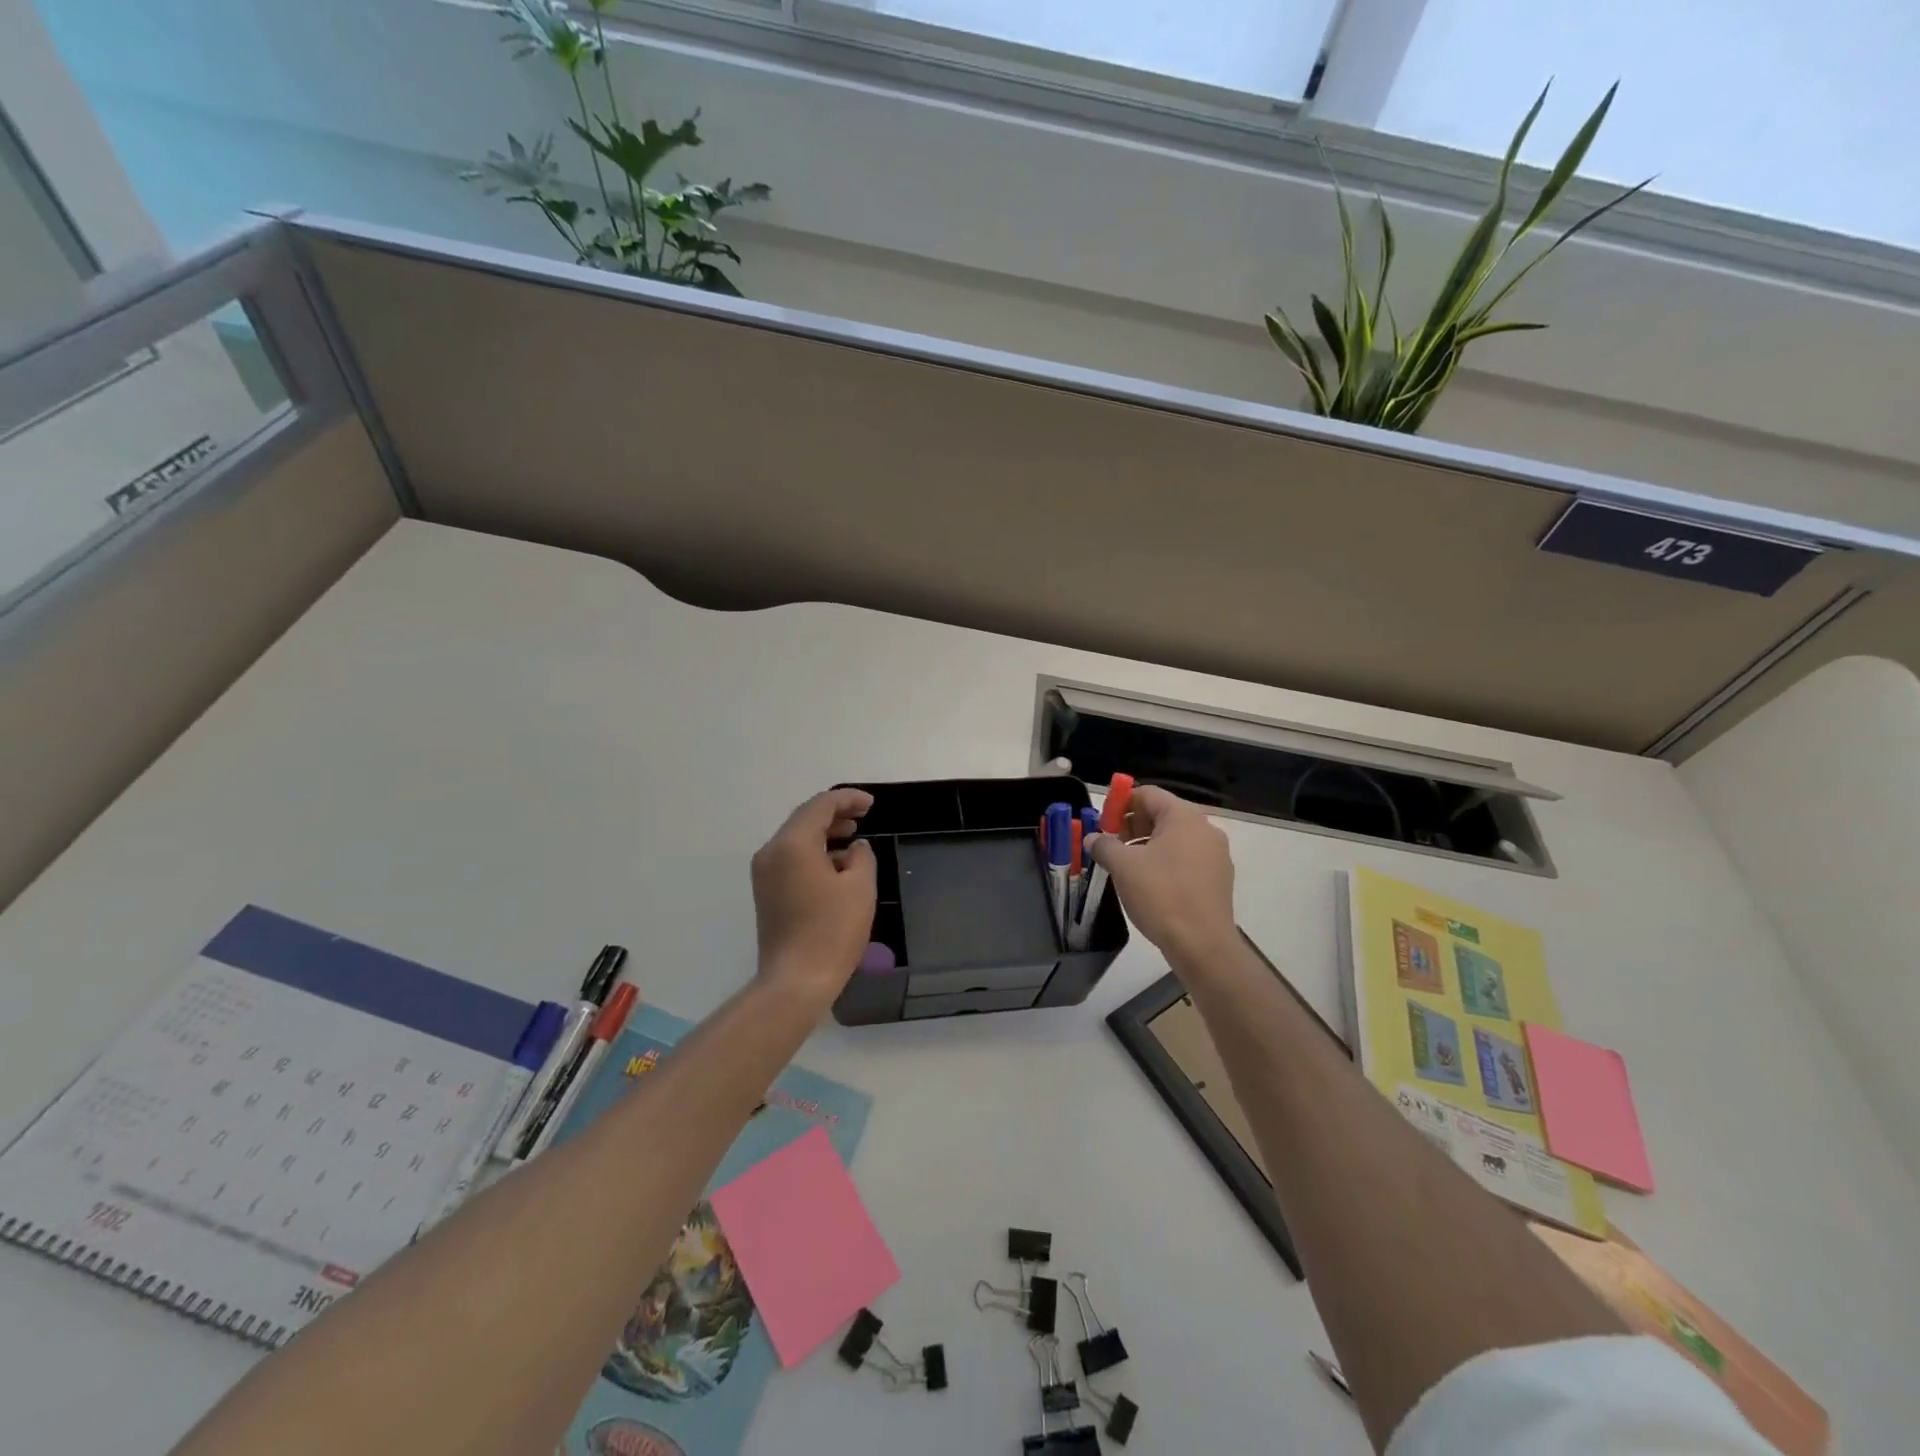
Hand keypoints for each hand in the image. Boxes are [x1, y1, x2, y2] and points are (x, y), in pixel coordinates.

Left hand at [751, 787, 877, 1004]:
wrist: (796, 981)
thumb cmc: (832, 931)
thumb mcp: (860, 887)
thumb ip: (862, 856)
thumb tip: (856, 848)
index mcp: (793, 844)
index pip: (820, 806)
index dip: (848, 799)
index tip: (871, 804)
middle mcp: (772, 852)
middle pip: (804, 819)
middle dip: (835, 814)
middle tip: (864, 816)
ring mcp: (765, 873)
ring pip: (796, 839)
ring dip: (825, 833)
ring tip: (854, 837)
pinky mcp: (766, 892)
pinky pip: (791, 858)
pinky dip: (814, 852)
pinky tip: (837, 865)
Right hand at [1087, 785, 1236, 966]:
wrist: (1202, 944)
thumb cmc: (1161, 895)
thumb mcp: (1123, 866)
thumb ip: (1104, 845)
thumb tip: (1093, 839)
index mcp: (1184, 817)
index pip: (1148, 794)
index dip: (1121, 804)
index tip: (1102, 823)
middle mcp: (1204, 829)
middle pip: (1162, 814)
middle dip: (1132, 825)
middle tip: (1110, 844)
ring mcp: (1215, 854)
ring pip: (1174, 838)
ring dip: (1146, 844)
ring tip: (1125, 866)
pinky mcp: (1218, 878)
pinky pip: (1186, 858)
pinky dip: (1165, 862)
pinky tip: (1148, 883)